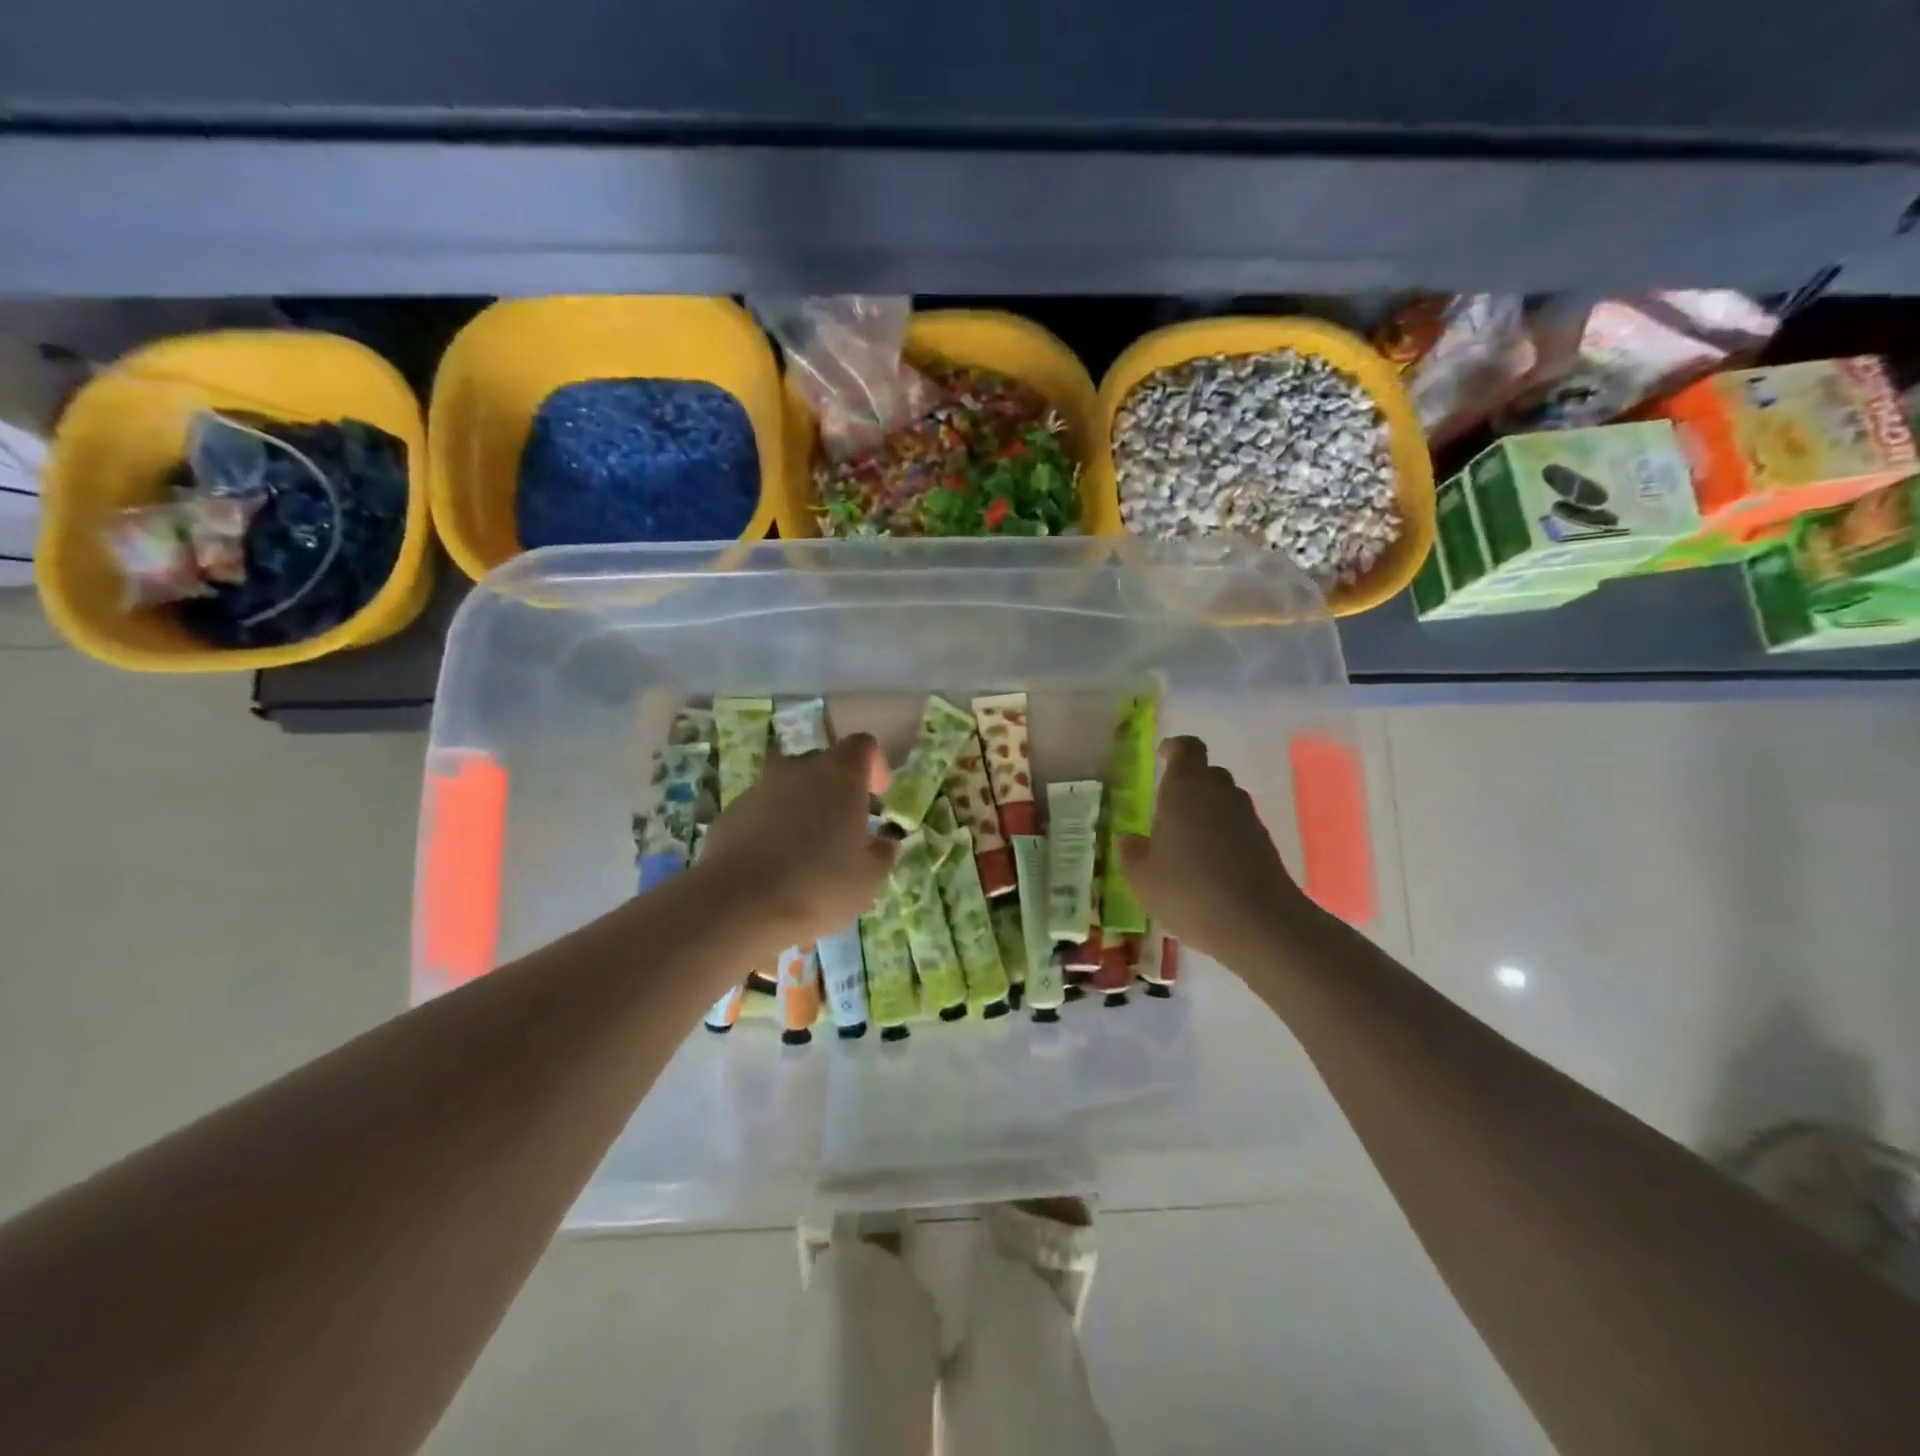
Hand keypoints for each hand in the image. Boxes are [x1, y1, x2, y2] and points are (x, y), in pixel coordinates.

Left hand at [696, 734, 897, 944]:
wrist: (738, 906)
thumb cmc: (818, 885)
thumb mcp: (867, 878)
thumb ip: (881, 854)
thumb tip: (885, 843)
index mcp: (840, 774)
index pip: (862, 746)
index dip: (874, 766)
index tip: (878, 795)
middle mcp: (798, 769)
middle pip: (823, 764)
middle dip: (835, 789)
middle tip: (843, 828)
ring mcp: (759, 788)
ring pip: (789, 787)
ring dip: (801, 808)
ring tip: (806, 850)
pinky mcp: (730, 813)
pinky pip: (761, 811)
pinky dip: (772, 827)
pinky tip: (775, 865)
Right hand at [1117, 736, 1315, 964]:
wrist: (1259, 924)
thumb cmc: (1188, 891)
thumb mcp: (1142, 878)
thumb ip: (1132, 853)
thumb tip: (1129, 839)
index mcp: (1185, 788)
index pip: (1187, 748)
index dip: (1174, 748)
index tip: (1162, 757)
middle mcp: (1219, 793)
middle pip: (1207, 773)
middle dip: (1189, 784)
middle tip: (1168, 809)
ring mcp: (1247, 818)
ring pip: (1224, 800)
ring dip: (1207, 812)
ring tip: (1187, 843)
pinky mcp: (1265, 844)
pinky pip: (1238, 827)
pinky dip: (1224, 836)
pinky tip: (1209, 867)